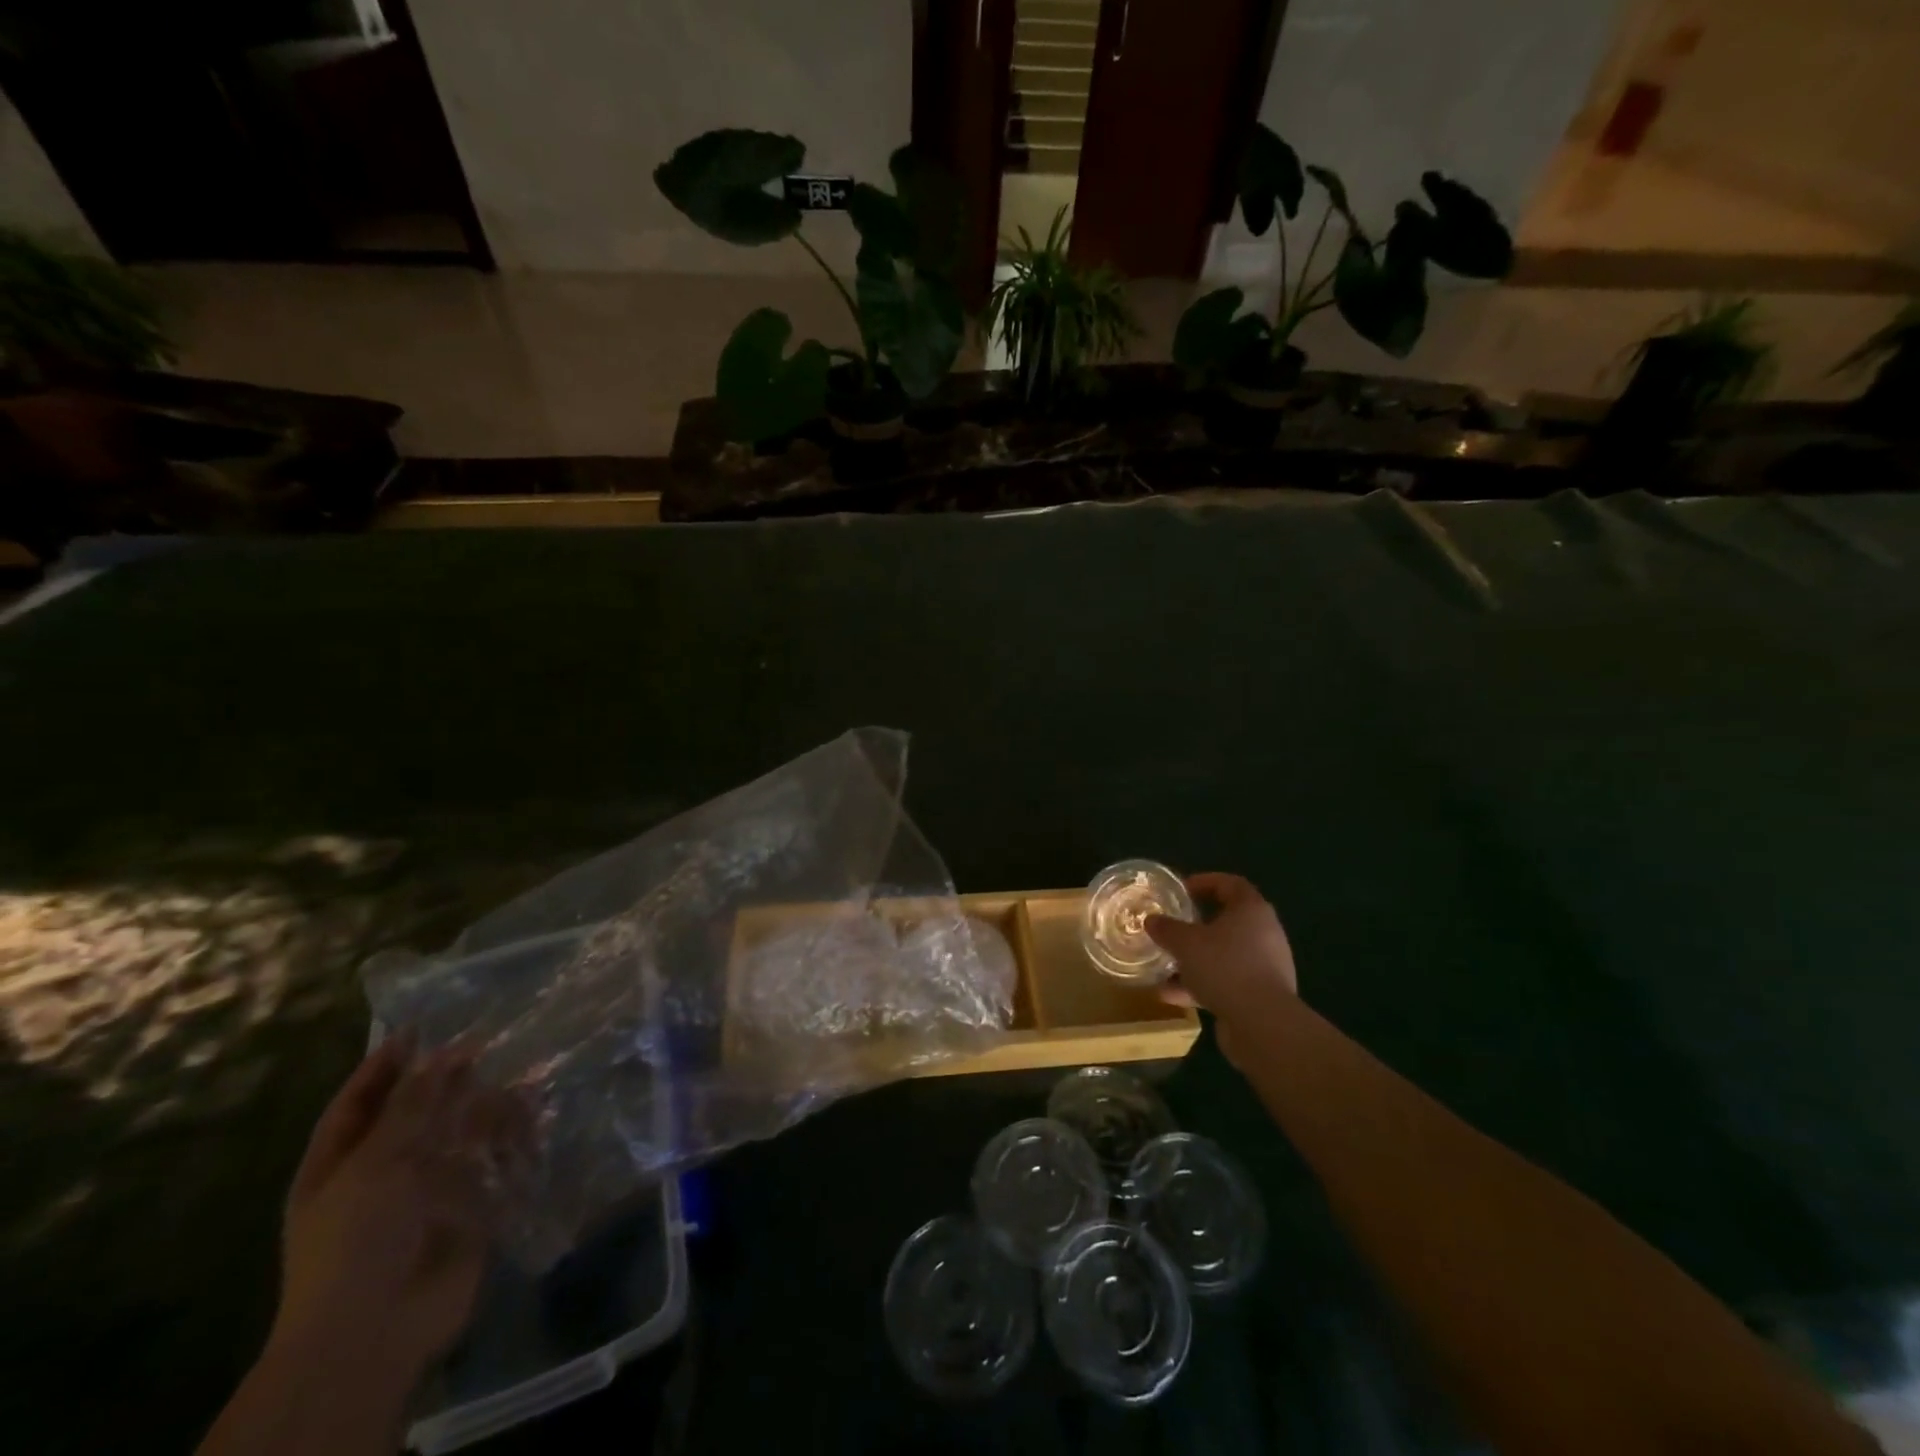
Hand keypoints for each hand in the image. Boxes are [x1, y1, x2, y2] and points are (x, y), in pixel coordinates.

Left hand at [269, 1035, 526, 1397]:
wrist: (377, 1329)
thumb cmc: (356, 1240)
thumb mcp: (376, 1163)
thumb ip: (415, 1105)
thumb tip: (447, 1052)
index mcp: (340, 1163)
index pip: (360, 1101)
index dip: (386, 1064)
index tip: (421, 1026)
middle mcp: (385, 1170)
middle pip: (420, 1111)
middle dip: (452, 1079)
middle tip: (493, 1037)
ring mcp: (430, 1188)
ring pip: (464, 1133)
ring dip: (492, 1104)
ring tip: (528, 1071)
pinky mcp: (470, 1204)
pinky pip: (496, 1161)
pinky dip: (517, 1137)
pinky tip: (540, 1112)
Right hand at [1147, 873, 1297, 1060]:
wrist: (1262, 1024)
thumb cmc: (1225, 967)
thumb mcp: (1185, 942)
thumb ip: (1166, 928)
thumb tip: (1152, 920)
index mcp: (1252, 910)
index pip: (1231, 884)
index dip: (1205, 882)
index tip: (1181, 890)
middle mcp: (1264, 934)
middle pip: (1227, 921)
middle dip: (1196, 925)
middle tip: (1172, 927)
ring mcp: (1266, 967)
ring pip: (1224, 955)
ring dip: (1195, 960)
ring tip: (1165, 966)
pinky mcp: (1261, 996)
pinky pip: (1226, 982)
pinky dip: (1201, 985)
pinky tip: (1172, 996)